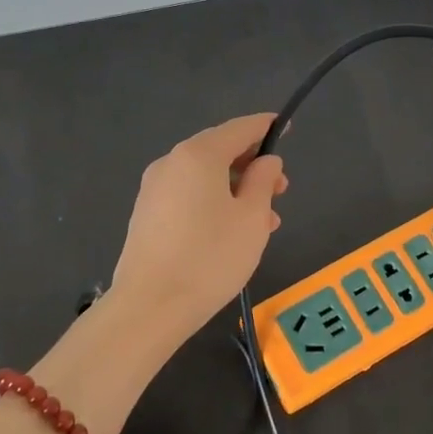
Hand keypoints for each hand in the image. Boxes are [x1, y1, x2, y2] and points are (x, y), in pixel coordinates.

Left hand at [112, 113, 287, 331]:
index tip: (286, 129)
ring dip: (236, 189)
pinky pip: (188, 196)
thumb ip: (264, 181)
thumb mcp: (252, 218)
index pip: (240, 128)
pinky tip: (231, 232)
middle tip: (281, 190)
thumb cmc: (211, 257)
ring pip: (204, 177)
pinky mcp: (146, 215)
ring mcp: (154, 189)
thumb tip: (266, 161)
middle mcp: (171, 162)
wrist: (150, 306)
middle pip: (219, 151)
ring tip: (263, 221)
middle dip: (252, 165)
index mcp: (199, 155)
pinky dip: (213, 202)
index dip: (266, 127)